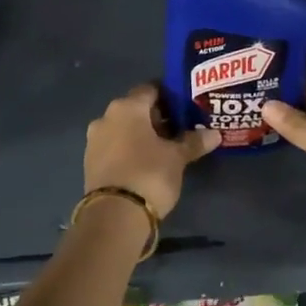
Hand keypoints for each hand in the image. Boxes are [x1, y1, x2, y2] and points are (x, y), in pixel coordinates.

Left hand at [84, 84, 219, 219]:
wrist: (114, 216)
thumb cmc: (149, 174)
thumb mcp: (177, 158)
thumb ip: (194, 141)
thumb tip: (215, 134)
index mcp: (127, 107)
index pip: (151, 89)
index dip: (169, 96)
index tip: (185, 107)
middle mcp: (106, 117)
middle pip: (136, 109)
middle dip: (156, 118)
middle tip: (180, 129)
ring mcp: (94, 140)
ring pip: (123, 129)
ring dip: (141, 135)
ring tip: (165, 149)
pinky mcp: (90, 162)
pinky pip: (114, 147)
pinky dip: (129, 150)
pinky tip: (146, 163)